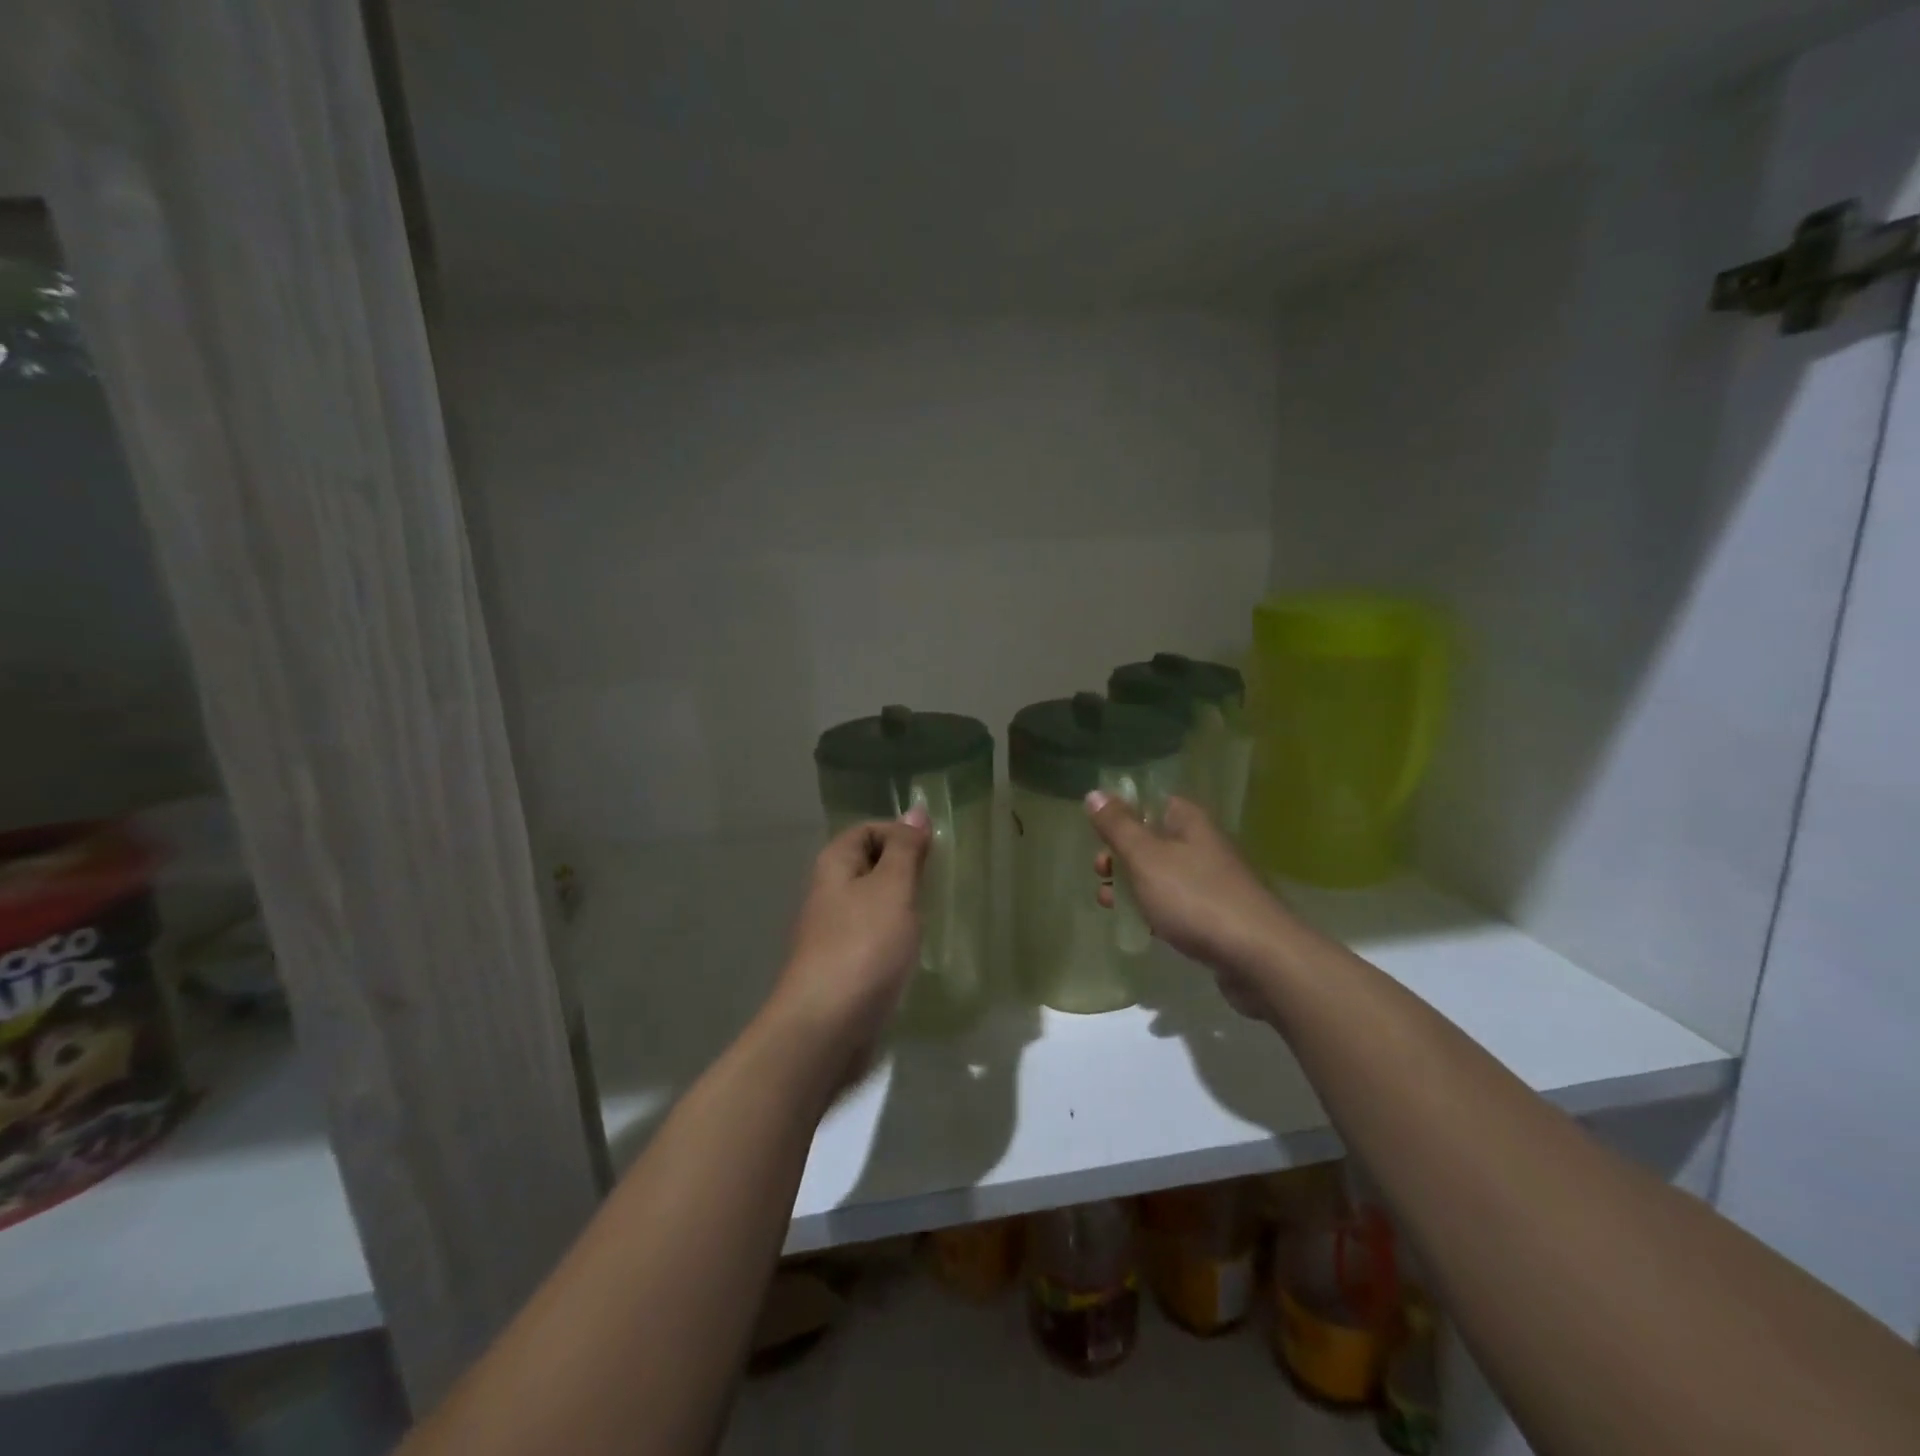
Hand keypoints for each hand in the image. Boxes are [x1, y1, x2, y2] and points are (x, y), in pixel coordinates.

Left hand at [766, 807, 930, 1061]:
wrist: (825, 1029)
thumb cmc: (862, 947)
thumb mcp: (892, 889)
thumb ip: (905, 850)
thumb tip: (915, 811)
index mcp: (834, 866)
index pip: (867, 830)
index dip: (900, 833)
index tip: (934, 853)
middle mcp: (828, 894)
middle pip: (869, 866)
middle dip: (904, 871)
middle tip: (937, 884)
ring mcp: (832, 933)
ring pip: (872, 905)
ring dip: (901, 907)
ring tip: (931, 917)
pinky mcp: (842, 968)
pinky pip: (872, 939)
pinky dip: (894, 939)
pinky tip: (912, 953)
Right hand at [1087, 792, 1291, 1020]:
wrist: (1259, 957)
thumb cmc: (1195, 898)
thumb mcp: (1146, 858)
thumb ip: (1118, 827)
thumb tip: (1094, 793)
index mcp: (1190, 822)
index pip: (1152, 802)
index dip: (1122, 813)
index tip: (1097, 833)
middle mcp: (1204, 845)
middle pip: (1154, 839)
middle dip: (1121, 855)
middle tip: (1099, 871)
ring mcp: (1213, 882)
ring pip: (1163, 874)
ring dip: (1132, 885)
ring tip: (1107, 902)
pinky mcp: (1217, 916)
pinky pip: (1177, 904)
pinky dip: (1154, 910)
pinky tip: (1139, 926)